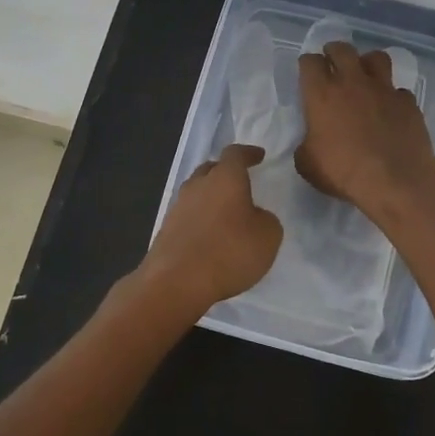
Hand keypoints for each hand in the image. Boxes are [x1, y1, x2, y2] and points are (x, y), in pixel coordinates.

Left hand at [136, 144, 282, 312]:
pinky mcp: (166, 229)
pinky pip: (188, 215)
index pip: (235, 154)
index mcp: (225, 178)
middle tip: (240, 182)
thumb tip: (254, 216)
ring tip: (226, 211)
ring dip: (211, 197)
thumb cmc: (229, 252)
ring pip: (197, 191)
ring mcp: (178, 206)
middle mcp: (198, 185)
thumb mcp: (268, 236)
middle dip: (226, 172)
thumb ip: (266, 219)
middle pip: (211, 169)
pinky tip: (210, 234)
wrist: (176, 282)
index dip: (248, 153)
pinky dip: (200, 219)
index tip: (258, 156)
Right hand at [296, 42, 434, 217]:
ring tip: (365, 75)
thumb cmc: (343, 171)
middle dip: (334, 52)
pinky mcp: (408, 102)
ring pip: (376, 58)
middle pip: (342, 49)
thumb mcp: (307, 164)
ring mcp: (384, 89)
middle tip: (333, 62)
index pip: (310, 62)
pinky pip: (399, 90)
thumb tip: (311, 141)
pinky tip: (390, 109)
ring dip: (367, 63)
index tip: (308, 72)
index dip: (307, 64)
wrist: (395, 180)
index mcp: (322, 94)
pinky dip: (393, 96)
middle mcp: (352, 82)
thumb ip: (306, 145)